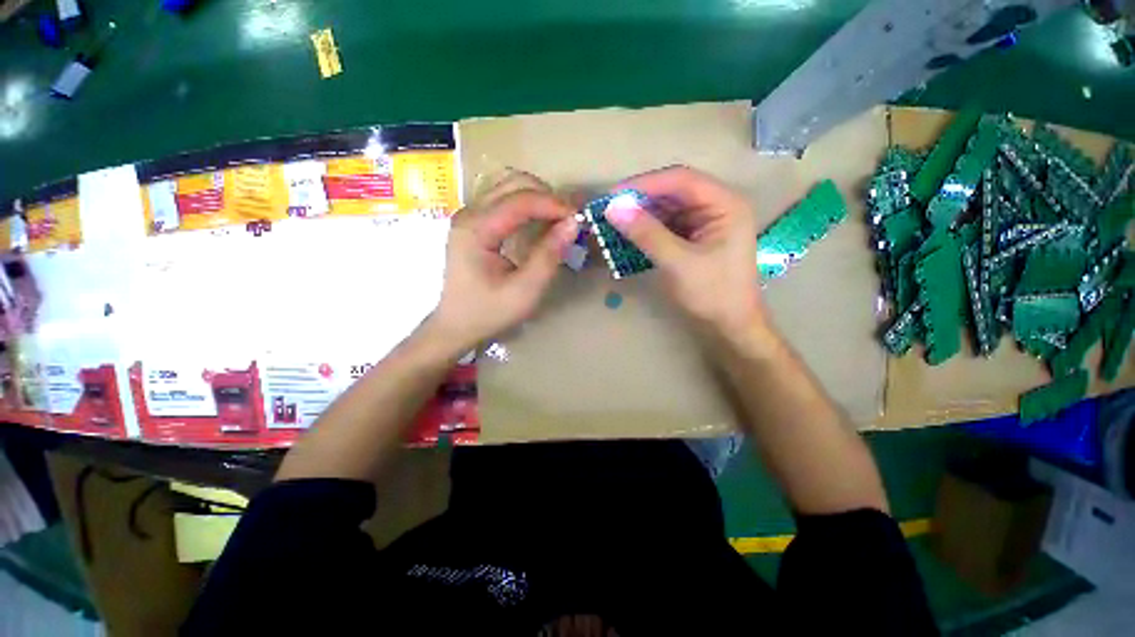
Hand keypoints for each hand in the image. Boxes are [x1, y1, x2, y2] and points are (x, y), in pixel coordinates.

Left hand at [429, 172, 577, 352]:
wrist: (455, 325)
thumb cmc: (488, 312)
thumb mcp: (524, 291)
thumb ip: (548, 256)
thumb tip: (573, 224)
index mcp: (476, 230)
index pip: (520, 200)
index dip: (554, 204)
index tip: (579, 218)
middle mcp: (469, 213)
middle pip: (514, 183)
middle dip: (548, 196)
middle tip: (570, 220)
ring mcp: (469, 215)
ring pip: (509, 186)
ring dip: (539, 198)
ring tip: (559, 220)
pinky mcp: (474, 222)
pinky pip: (505, 200)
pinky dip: (528, 205)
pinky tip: (541, 223)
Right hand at [604, 166, 766, 336]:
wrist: (730, 326)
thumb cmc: (712, 294)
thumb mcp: (678, 263)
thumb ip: (646, 234)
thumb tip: (613, 209)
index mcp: (725, 204)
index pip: (681, 180)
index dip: (645, 184)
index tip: (613, 195)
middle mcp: (717, 206)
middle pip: (674, 191)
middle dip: (641, 199)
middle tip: (609, 208)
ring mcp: (705, 222)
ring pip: (668, 208)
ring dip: (642, 214)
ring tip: (614, 220)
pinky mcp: (694, 237)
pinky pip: (667, 225)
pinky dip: (647, 228)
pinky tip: (629, 233)